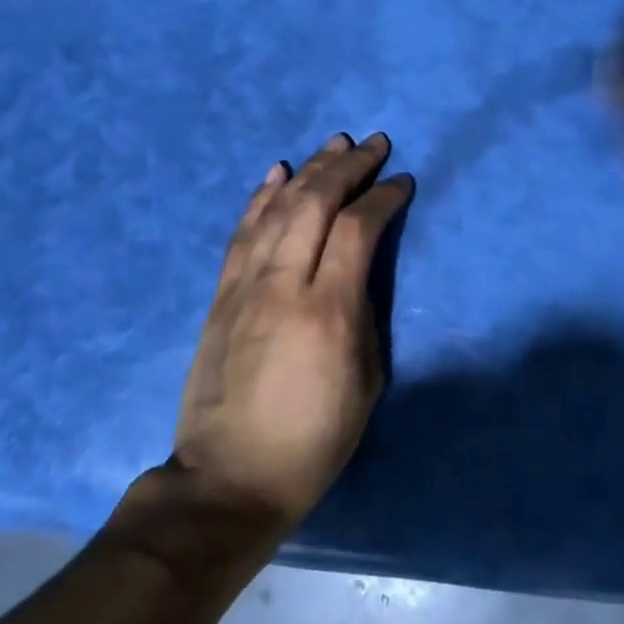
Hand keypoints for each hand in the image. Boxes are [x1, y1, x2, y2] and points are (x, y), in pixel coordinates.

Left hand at [161, 132, 412, 543]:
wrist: (229, 479)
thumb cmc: (314, 440)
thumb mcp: (367, 380)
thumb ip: (364, 313)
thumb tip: (358, 270)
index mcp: (328, 310)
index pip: (358, 229)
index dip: (384, 197)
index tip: (403, 182)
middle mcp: (283, 285)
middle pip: (315, 203)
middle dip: (348, 167)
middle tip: (374, 145)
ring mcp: (245, 287)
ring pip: (277, 208)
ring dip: (308, 170)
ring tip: (333, 145)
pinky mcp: (220, 296)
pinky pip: (241, 232)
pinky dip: (261, 197)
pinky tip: (277, 173)